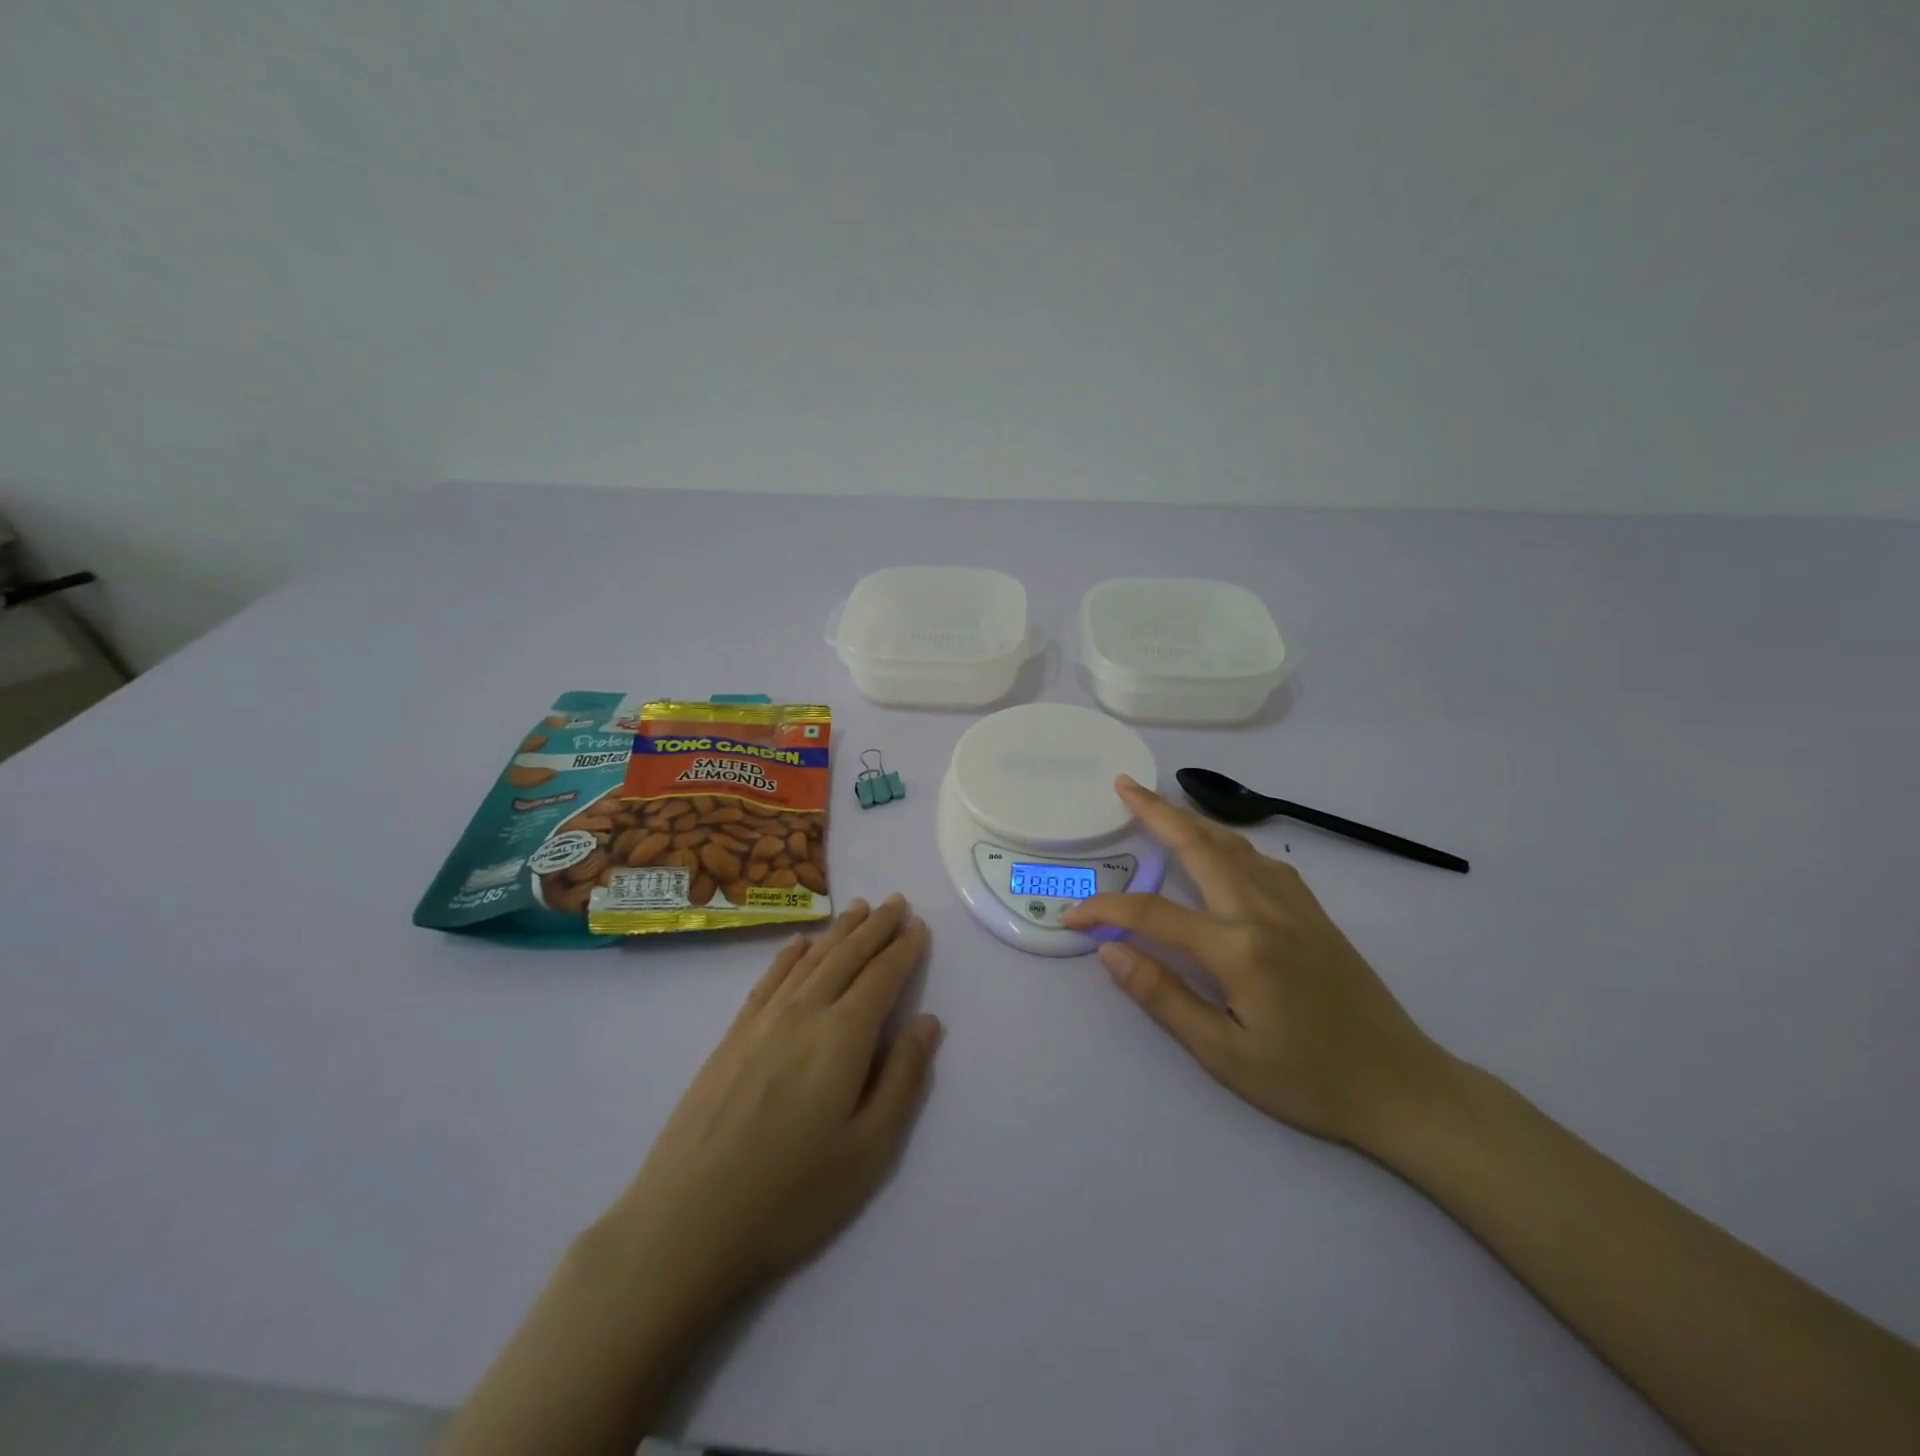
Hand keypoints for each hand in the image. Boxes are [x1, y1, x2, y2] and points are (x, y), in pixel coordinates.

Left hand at [594, 896, 939, 1311]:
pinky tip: (799, 943)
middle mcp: (804, 1013)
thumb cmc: (790, 1195)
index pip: (881, 978)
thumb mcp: (867, 1151)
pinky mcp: (732, 1036)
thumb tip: (928, 1022)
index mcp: (842, 1038)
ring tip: (860, 908)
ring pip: (810, 960)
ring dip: (839, 931)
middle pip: (846, 956)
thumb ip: (902, 1079)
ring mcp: (762, 1021)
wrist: (686, 1221)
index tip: (919, 925)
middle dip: (876, 927)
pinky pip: (769, 979)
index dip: (903, 949)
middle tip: (896, 901)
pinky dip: (790, 954)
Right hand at [1062, 778, 1444, 1147]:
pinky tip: (1223, 850)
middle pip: (1200, 847)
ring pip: (1234, 847)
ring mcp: (1295, 907)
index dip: (1107, 910)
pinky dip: (1232, 844)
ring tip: (1161, 805)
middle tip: (1124, 785)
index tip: (1074, 916)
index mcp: (1239, 949)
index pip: (1153, 914)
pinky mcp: (1316, 913)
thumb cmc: (1308, 1081)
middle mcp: (1265, 912)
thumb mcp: (1225, 1055)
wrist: (1403, 1088)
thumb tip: (1110, 950)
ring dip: (1193, 820)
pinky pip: (1265, 862)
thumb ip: (1163, 997)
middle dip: (1157, 812)